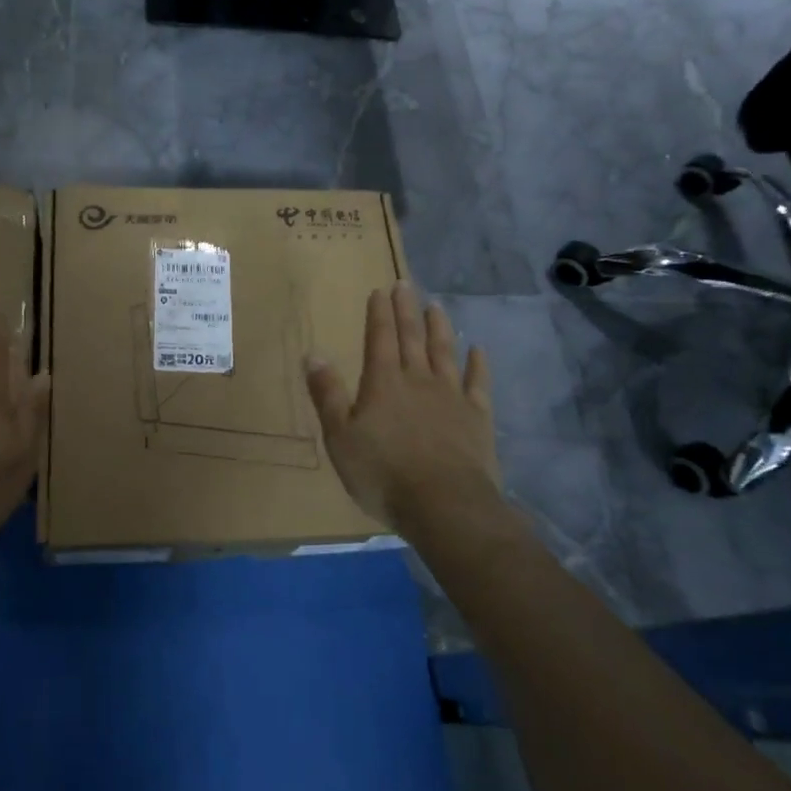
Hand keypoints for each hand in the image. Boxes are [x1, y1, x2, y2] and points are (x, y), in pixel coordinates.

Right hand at [305, 283, 508, 535]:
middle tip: (405, 285)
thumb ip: (328, 395)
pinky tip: (477, 350)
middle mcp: (418, 380)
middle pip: (412, 338)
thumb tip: (313, 354)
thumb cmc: (383, 473)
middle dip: (407, 311)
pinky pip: (478, 383)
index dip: (379, 314)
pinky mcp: (477, 418)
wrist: (445, 505)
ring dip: (440, 328)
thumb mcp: (340, 437)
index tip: (380, 290)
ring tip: (437, 306)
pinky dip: (477, 365)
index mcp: (383, 383)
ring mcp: (451, 397)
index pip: (379, 339)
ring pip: (445, 353)